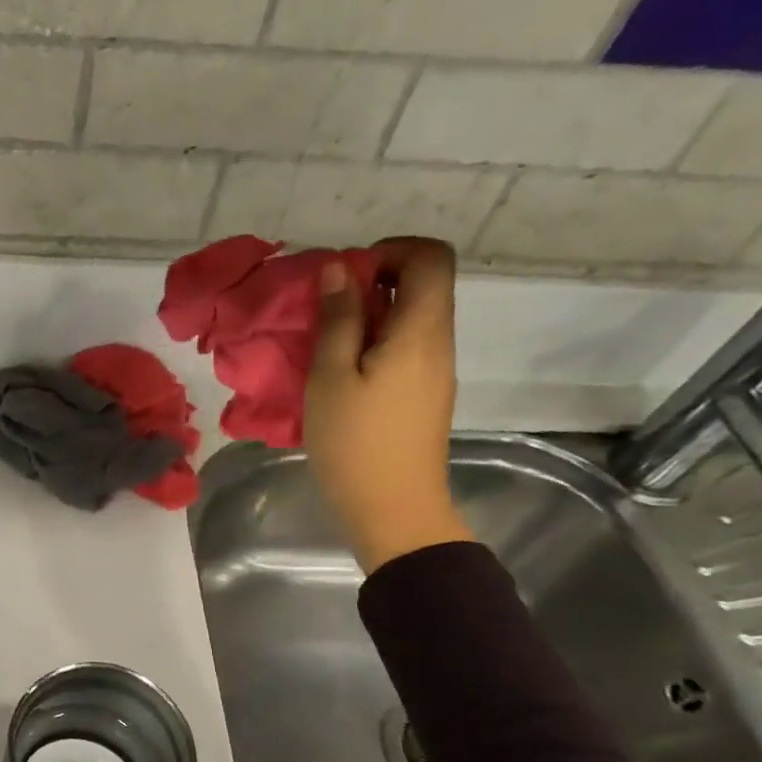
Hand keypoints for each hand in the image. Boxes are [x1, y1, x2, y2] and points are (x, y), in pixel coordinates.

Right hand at [302, 236, 473, 573]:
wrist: (393, 511)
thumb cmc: (355, 442)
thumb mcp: (331, 377)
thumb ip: (337, 319)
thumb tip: (340, 268)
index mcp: (421, 331)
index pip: (430, 258)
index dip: (389, 251)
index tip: (345, 276)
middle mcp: (438, 343)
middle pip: (422, 286)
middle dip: (372, 283)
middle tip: (324, 311)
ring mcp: (434, 373)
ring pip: (410, 320)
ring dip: (368, 317)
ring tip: (324, 344)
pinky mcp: (423, 397)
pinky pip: (404, 350)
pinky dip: (373, 345)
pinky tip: (339, 375)